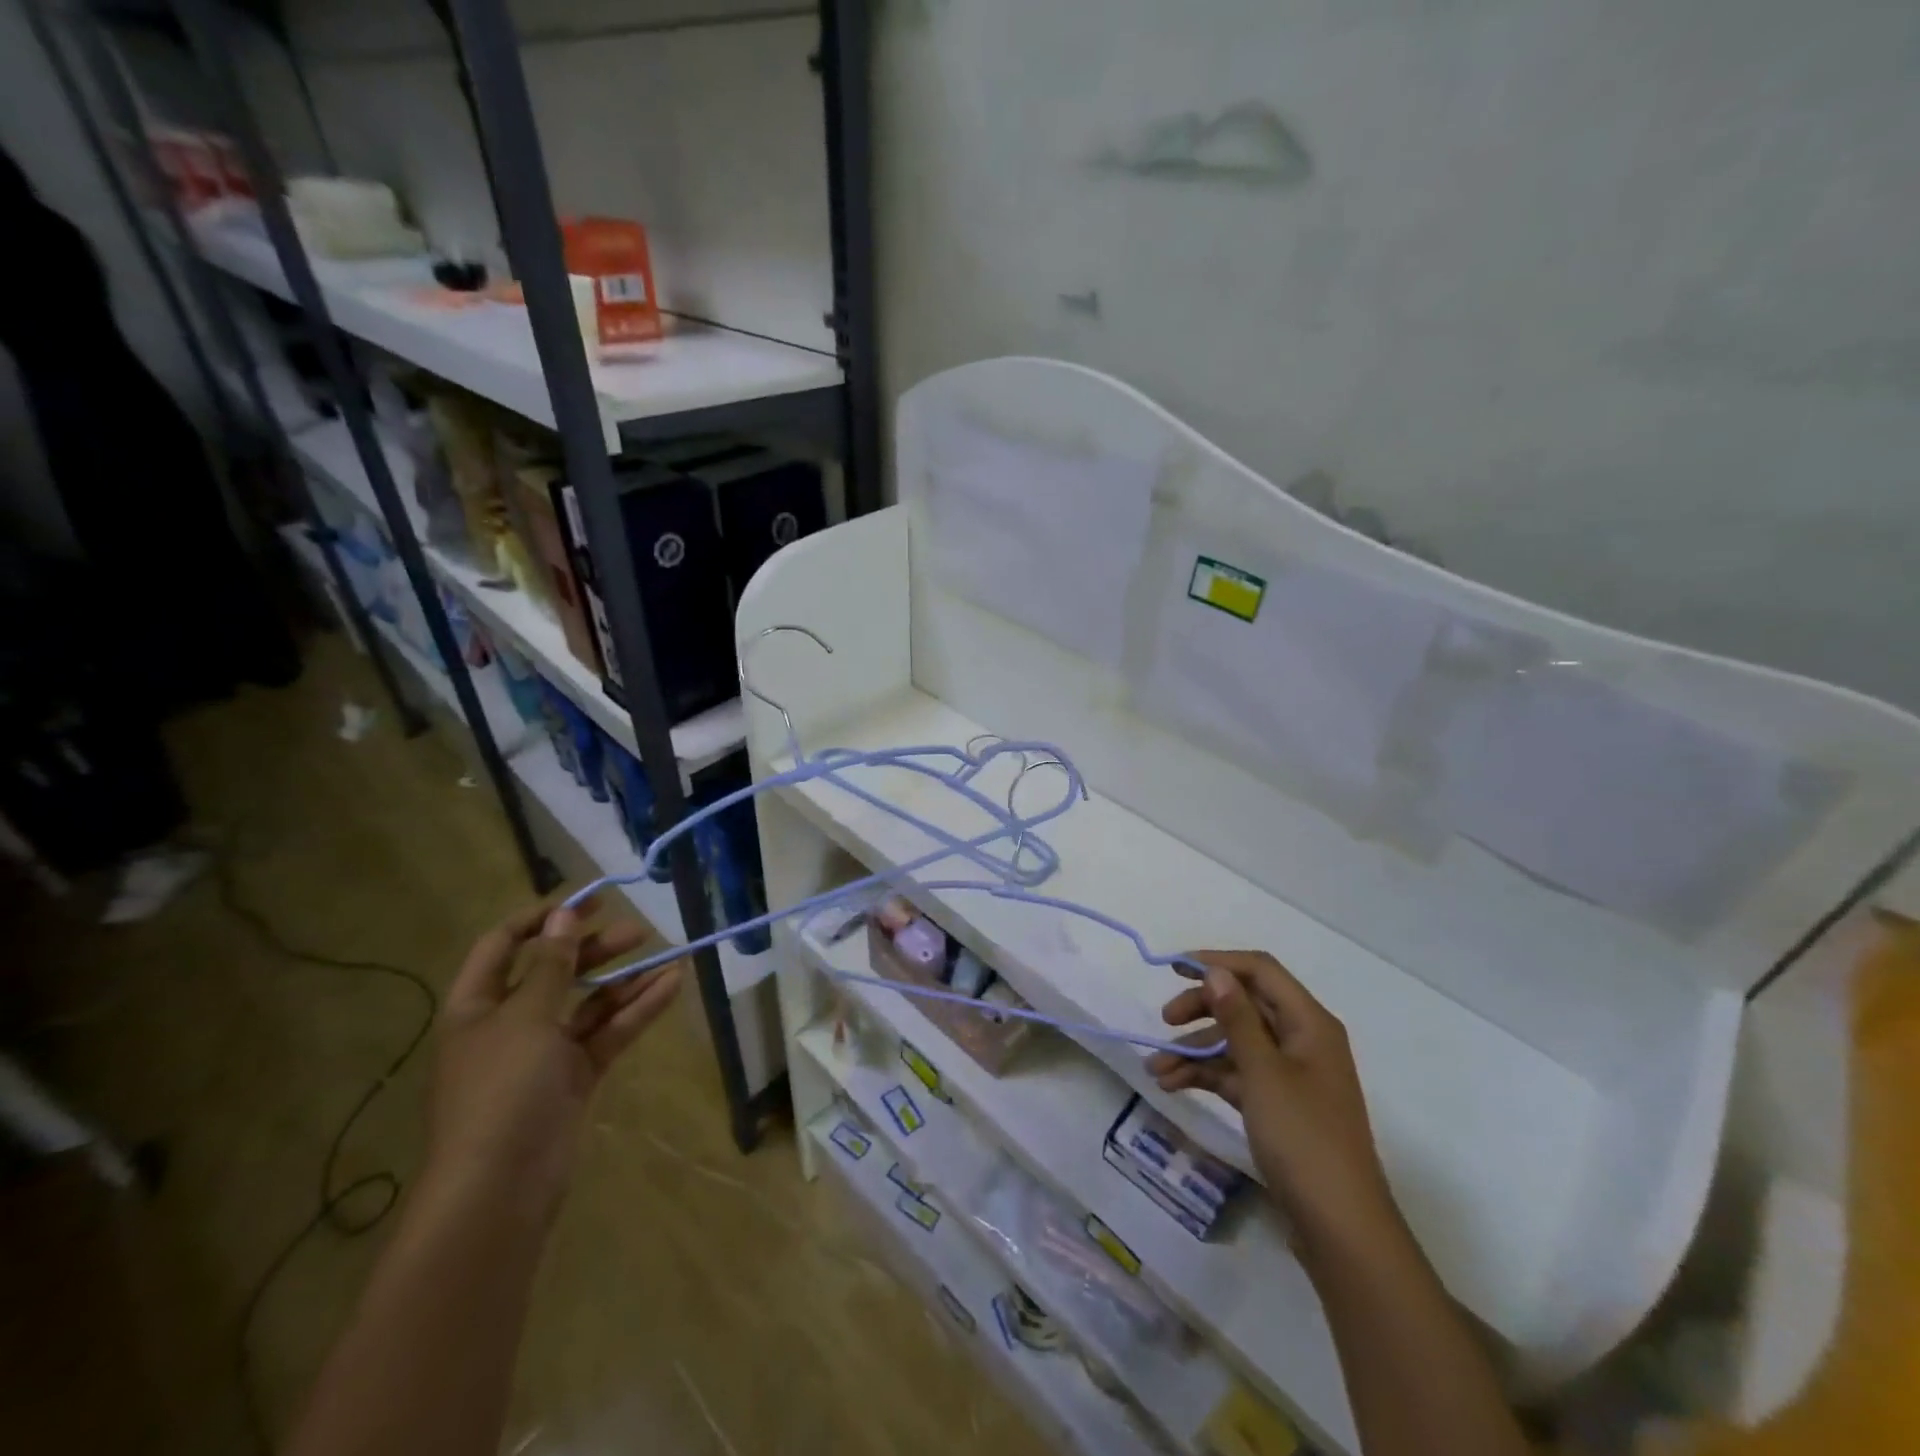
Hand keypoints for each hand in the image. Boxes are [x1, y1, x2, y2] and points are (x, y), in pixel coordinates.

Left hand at [425, 897, 682, 1221]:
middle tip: (637, 931)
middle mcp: (509, 1024)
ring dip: (625, 979)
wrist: (501, 1188)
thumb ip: (552, 965)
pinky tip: (671, 986)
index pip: (503, 946)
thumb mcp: (526, 1018)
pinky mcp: (575, 1076)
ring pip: (589, 1003)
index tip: (586, 902)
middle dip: (594, 948)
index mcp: (477, 1006)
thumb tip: (565, 915)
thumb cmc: (502, 1090)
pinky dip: (637, 1010)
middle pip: (555, 971)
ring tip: (667, 955)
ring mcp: (545, 1052)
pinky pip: (608, 1032)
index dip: (540, 919)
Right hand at [1148, 951, 1400, 1260]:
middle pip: (1244, 1004)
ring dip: (1195, 1049)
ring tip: (1156, 1070)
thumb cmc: (1304, 1139)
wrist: (1340, 1228)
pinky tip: (1173, 1085)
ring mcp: (1290, 1074)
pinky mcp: (1278, 1104)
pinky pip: (1236, 1073)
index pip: (1260, 971)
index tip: (1173, 968)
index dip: (1217, 962)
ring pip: (1235, 1042)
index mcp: (1309, 1022)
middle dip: (1201, 1008)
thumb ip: (1236, 1018)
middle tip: (1164, 1020)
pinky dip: (1206, 1075)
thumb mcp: (1263, 1073)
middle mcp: (1301, 1039)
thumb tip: (1215, 971)